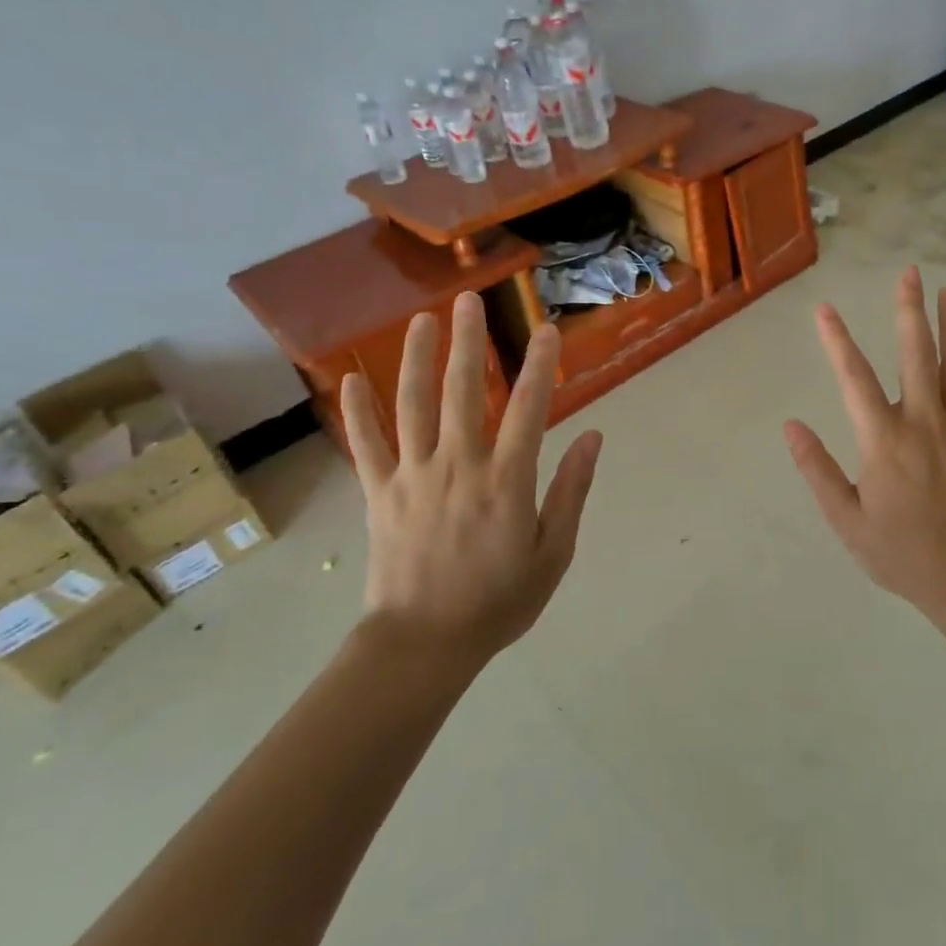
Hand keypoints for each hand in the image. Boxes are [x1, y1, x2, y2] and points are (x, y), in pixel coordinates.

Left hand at [339, 292, 602, 666]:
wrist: (424, 645)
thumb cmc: (498, 602)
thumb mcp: (553, 552)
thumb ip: (571, 491)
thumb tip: (592, 437)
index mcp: (505, 480)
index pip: (528, 409)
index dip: (540, 366)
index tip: (546, 330)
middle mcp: (458, 465)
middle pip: (463, 392)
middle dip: (469, 342)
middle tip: (470, 300)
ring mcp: (412, 476)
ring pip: (413, 406)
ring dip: (418, 359)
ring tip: (422, 320)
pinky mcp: (379, 493)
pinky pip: (366, 446)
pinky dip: (358, 411)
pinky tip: (353, 378)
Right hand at [784, 266, 945, 612]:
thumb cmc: (901, 554)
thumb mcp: (846, 520)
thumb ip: (817, 470)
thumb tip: (791, 426)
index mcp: (884, 440)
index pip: (854, 378)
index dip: (836, 341)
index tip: (824, 309)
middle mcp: (924, 423)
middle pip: (917, 355)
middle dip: (910, 311)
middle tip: (910, 273)